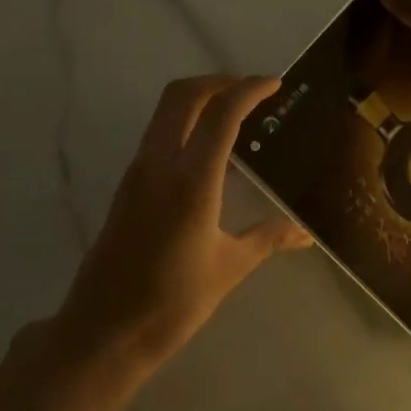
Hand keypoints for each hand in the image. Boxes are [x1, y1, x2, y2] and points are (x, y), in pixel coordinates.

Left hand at [53, 75, 312, 378]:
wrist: (105, 329)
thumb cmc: (173, 302)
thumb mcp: (229, 268)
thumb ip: (267, 238)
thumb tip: (305, 233)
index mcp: (191, 181)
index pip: (221, 114)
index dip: (249, 90)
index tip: (275, 84)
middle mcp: (159, 164)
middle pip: (183, 96)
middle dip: (219, 81)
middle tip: (252, 91)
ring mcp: (137, 172)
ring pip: (165, 112)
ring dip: (199, 99)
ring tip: (235, 114)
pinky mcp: (127, 186)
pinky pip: (157, 135)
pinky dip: (184, 123)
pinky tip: (209, 150)